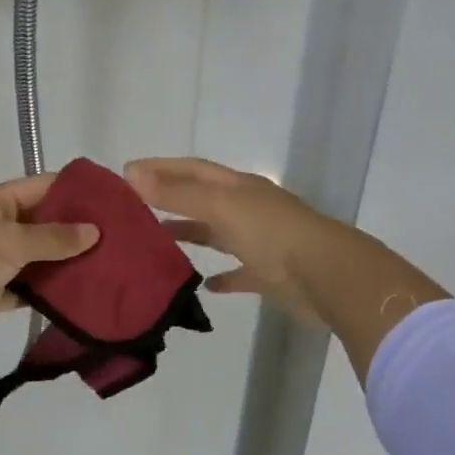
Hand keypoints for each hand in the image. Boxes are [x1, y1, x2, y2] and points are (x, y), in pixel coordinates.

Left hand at [0, 174, 99, 346]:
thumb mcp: (10, 240)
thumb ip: (53, 238)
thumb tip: (94, 231)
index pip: (45, 187)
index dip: (78, 192)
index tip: (115, 203)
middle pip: (46, 225)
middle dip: (79, 233)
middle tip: (123, 243)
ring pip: (40, 260)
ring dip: (67, 266)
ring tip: (111, 271)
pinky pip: (28, 290)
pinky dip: (49, 294)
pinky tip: (82, 299)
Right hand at [126, 157, 447, 375]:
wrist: (328, 277)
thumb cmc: (272, 234)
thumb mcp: (220, 207)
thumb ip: (177, 193)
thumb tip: (132, 174)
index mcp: (238, 187)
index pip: (193, 169)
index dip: (161, 168)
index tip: (127, 172)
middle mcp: (248, 209)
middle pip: (203, 199)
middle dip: (171, 199)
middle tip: (135, 207)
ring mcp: (260, 242)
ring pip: (218, 234)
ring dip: (191, 234)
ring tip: (157, 241)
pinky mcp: (269, 276)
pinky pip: (239, 273)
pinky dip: (221, 277)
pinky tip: (203, 286)